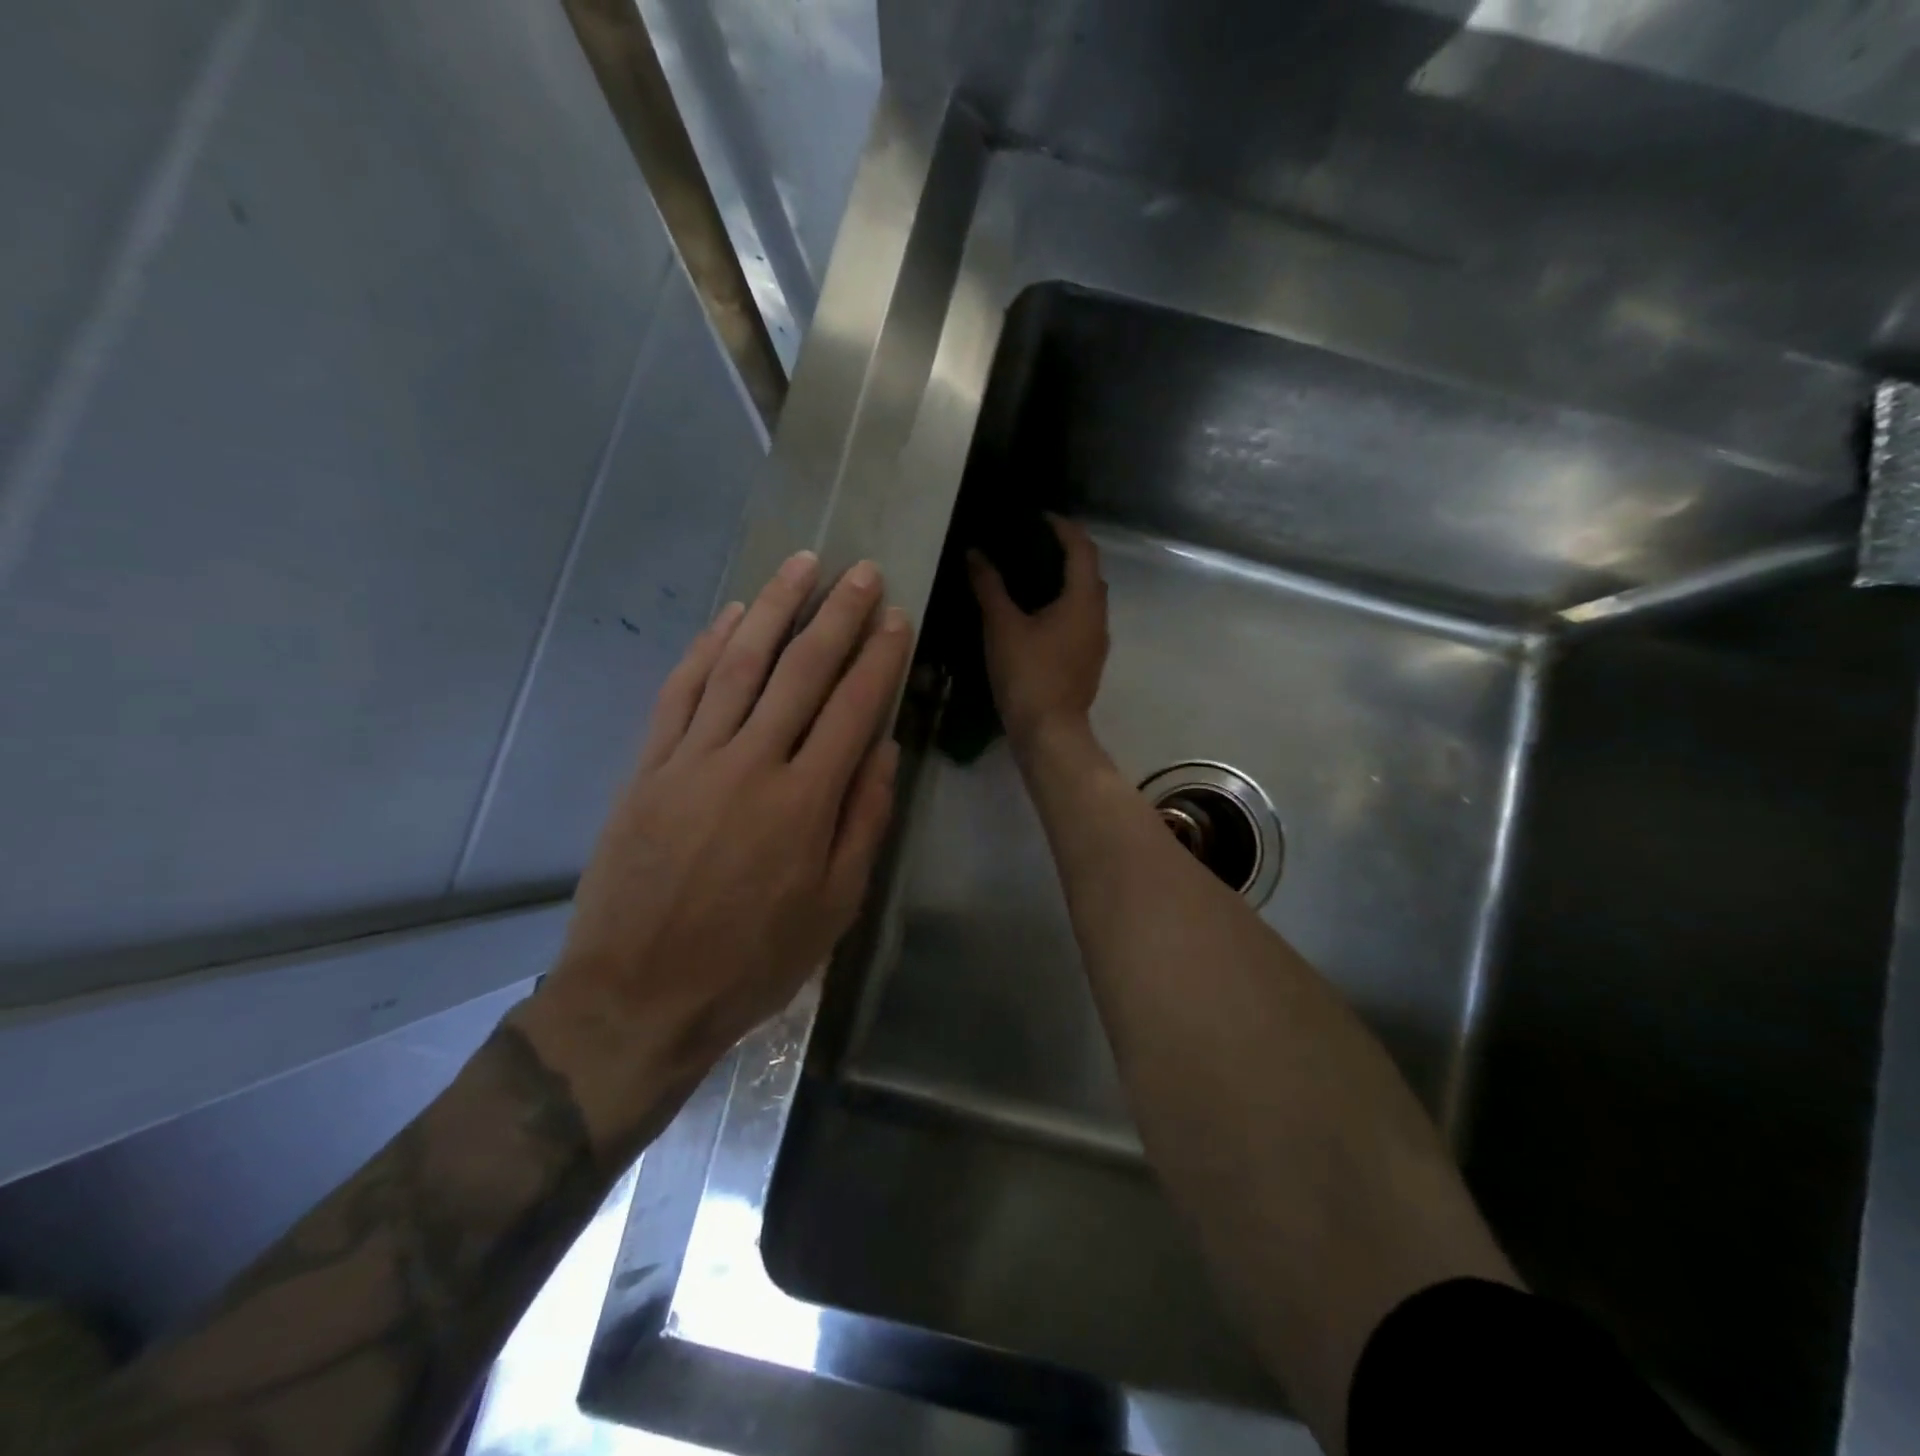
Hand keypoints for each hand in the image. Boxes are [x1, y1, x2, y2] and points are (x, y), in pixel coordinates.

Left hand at [513, 552, 912, 1155]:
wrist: (639, 996)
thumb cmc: (753, 961)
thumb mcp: (834, 906)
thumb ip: (864, 820)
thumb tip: (883, 747)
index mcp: (805, 801)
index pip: (852, 707)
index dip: (879, 657)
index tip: (896, 617)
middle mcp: (751, 764)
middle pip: (800, 671)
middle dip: (837, 616)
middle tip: (860, 572)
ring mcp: (692, 760)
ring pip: (738, 665)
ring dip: (772, 609)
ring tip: (800, 566)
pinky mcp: (648, 767)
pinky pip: (680, 693)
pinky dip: (707, 648)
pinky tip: (729, 617)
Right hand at [968, 515, 1109, 751]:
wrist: (1049, 732)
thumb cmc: (1028, 674)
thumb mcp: (1002, 626)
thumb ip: (989, 586)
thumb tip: (975, 553)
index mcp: (1083, 599)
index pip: (1082, 548)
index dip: (1063, 527)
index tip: (1038, 517)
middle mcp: (1098, 615)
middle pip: (1089, 571)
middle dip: (1065, 552)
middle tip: (1031, 544)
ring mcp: (1096, 640)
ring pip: (1086, 598)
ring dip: (1065, 581)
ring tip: (1030, 576)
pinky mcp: (1088, 660)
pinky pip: (1080, 619)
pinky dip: (1063, 606)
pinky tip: (1037, 614)